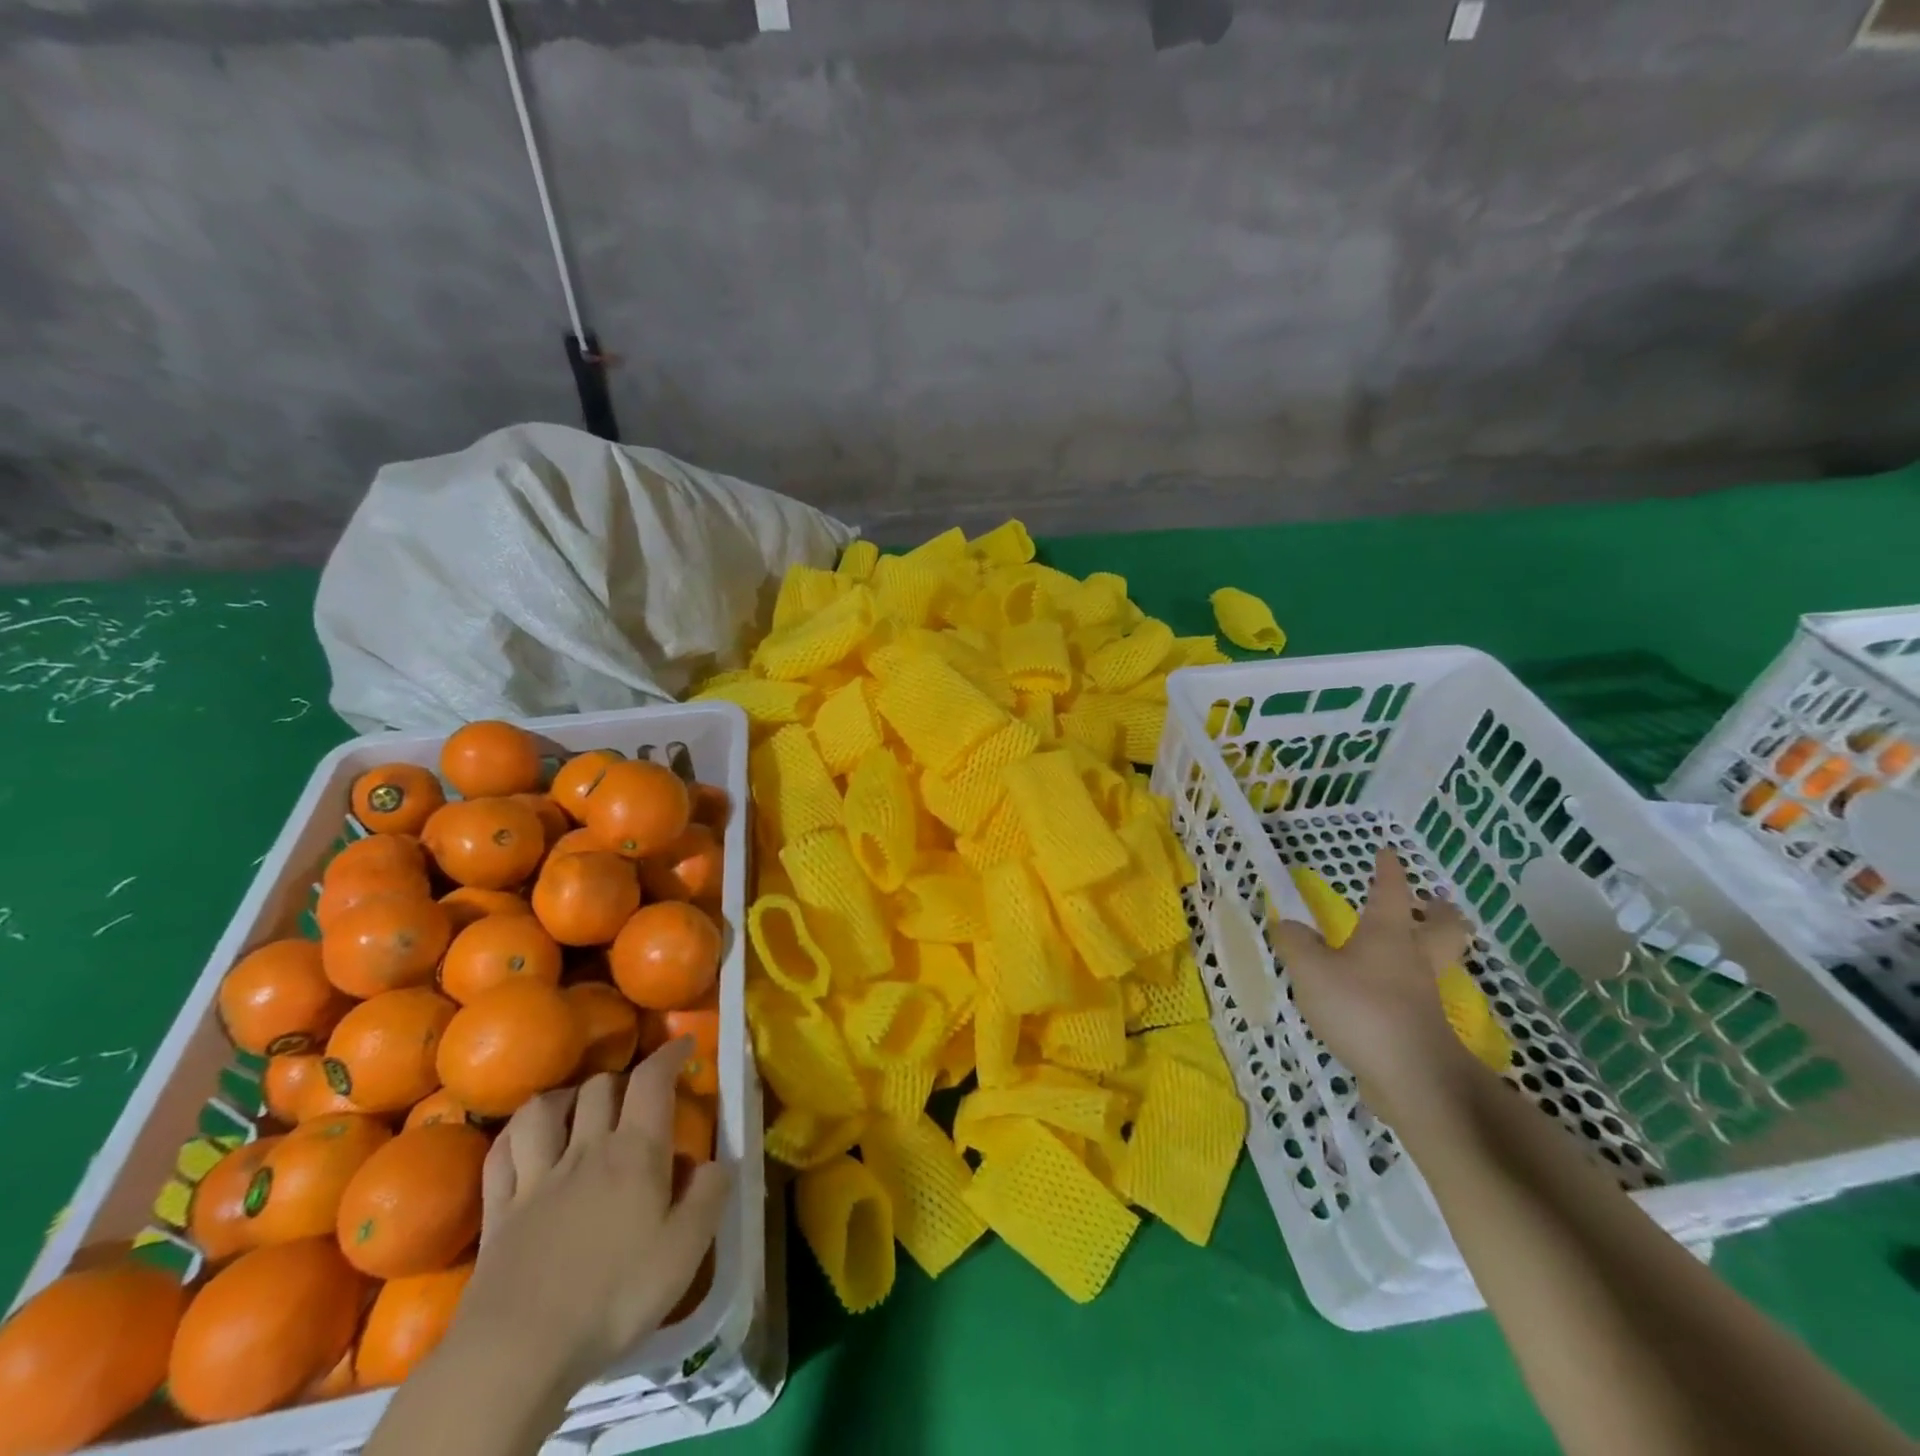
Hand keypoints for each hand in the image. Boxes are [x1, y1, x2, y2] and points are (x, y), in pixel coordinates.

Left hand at [453, 1040, 732, 1392]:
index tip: (685, 1044)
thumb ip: (709, 1195)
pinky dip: (515, 1135)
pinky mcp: (499, 1210)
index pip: (652, 1081)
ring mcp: (536, 1178)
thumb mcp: (686, 1250)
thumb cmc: (614, 1296)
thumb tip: (717, 1161)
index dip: (669, 1055)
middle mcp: (585, 1150)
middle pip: (599, 1087)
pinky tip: (524, 1140)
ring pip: (542, 1109)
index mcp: (635, 1152)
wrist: (519, 1351)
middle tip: (635, 1095)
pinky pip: (501, 1153)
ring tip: (576, 1106)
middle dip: (621, 1079)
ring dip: (564, 1097)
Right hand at [1268, 847, 1479, 1115]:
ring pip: (1438, 963)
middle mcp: (1413, 960)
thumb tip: (1287, 924)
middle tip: (1436, 902)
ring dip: (1433, 949)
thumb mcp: (1311, 970)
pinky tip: (1389, 994)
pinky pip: (1421, 997)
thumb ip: (1295, 943)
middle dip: (1439, 912)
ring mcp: (1423, 997)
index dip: (1388, 871)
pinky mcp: (1422, 1029)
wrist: (1411, 1077)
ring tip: (1414, 946)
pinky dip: (1411, 987)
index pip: (1390, 892)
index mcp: (1388, 935)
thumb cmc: (1361, 1008)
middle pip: (1441, 929)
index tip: (1388, 853)